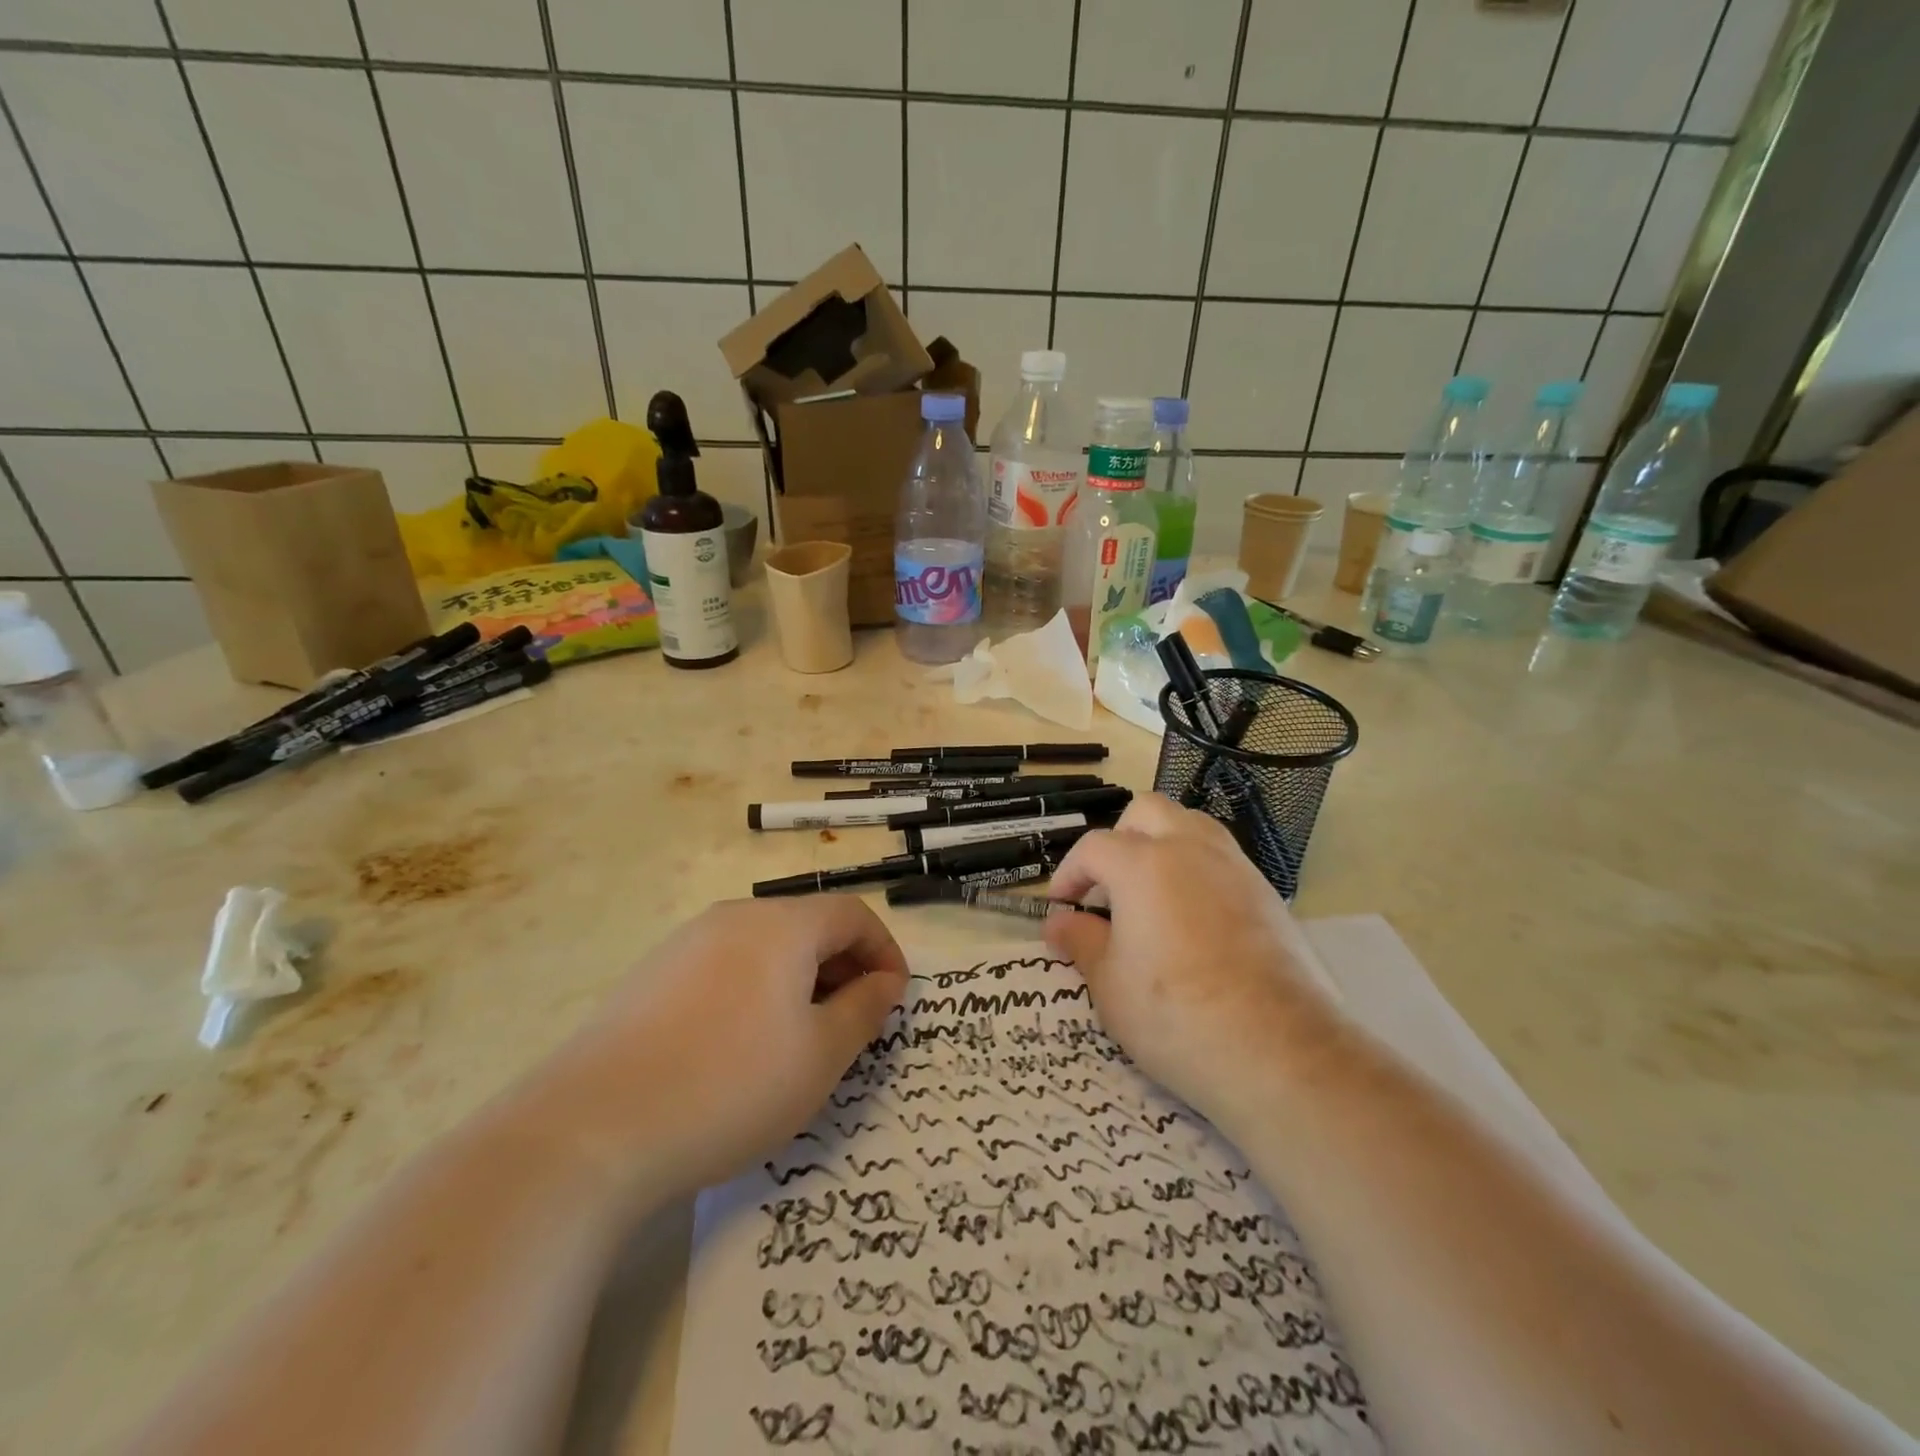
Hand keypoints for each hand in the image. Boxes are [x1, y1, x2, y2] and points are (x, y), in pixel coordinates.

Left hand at [526, 897, 907, 1203]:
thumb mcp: (820, 1055)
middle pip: (808, 926)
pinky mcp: (652, 977)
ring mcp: (686, 944)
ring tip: (802, 1039)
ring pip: (766, 948)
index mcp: (781, 925)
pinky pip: (725, 968)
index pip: (852, 914)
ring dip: (800, 981)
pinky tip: (741, 1047)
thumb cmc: (730, 1085)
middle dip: (844, 967)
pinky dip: (756, 992)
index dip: (885, 952)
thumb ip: (864, 1009)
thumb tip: (885, 982)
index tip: (894, 1001)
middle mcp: (734, 918)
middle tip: (855, 1024)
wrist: (592, 1130)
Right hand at [1044, 794, 1343, 1129]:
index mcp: (1143, 863)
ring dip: (1162, 846)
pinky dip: (1197, 872)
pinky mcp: (1268, 894)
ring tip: (1150, 896)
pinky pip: (1222, 860)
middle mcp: (1191, 849)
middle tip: (1108, 887)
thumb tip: (1060, 922)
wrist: (1281, 1051)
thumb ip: (1080, 941)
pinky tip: (1192, 922)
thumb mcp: (1110, 983)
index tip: (1061, 908)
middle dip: (1119, 839)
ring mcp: (1236, 867)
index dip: (1069, 875)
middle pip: (1146, 812)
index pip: (1093, 847)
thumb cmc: (1176, 1014)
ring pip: (1191, 826)